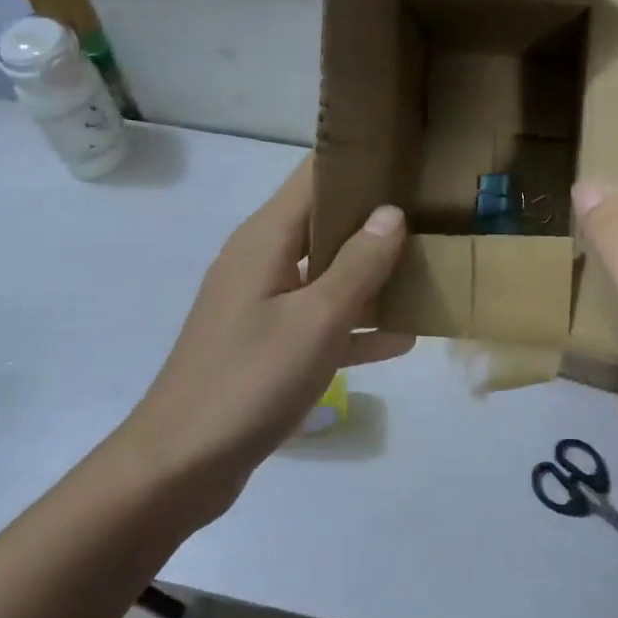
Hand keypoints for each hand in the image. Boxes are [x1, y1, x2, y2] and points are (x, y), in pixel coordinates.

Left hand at [118, 157, 412, 524]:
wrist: (182, 463)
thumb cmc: (250, 380)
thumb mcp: (315, 320)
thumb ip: (357, 265)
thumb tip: (391, 212)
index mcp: (265, 240)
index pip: (313, 176)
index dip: (358, 160)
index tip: (409, 154)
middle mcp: (262, 262)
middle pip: (323, 222)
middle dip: (375, 216)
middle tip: (435, 209)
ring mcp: (263, 306)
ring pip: (326, 274)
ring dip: (371, 273)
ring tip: (430, 265)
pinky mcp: (268, 345)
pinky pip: (320, 322)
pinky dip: (355, 325)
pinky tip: (402, 337)